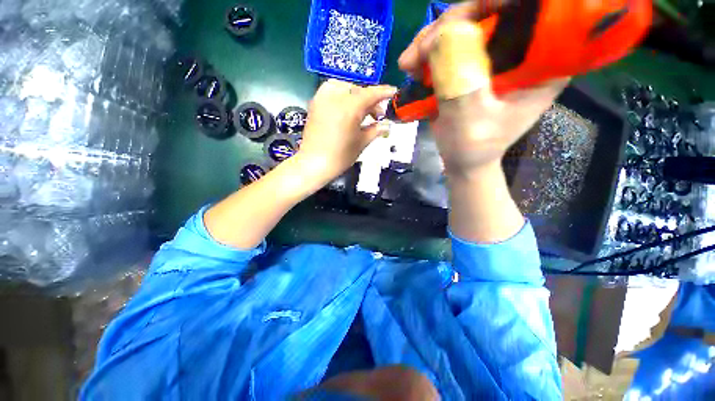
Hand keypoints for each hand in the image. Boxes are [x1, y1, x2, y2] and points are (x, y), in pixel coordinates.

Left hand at [298, 79, 396, 185]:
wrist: (314, 163)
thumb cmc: (340, 156)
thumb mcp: (361, 143)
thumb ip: (375, 130)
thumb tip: (387, 125)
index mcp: (350, 107)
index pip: (371, 94)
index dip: (384, 92)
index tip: (393, 92)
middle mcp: (335, 97)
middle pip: (358, 90)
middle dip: (370, 100)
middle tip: (377, 115)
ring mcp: (323, 98)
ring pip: (344, 87)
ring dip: (355, 95)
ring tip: (360, 110)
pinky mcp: (315, 103)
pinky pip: (331, 91)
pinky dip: (342, 95)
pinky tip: (345, 108)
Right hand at [398, 2, 567, 178]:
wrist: (463, 160)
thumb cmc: (473, 149)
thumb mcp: (470, 122)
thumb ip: (462, 84)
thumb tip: (447, 35)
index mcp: (541, 63)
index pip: (528, 10)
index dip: (493, 6)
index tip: (455, 24)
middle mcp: (524, 50)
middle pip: (490, 12)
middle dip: (449, 26)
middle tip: (417, 53)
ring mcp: (497, 54)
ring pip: (466, 24)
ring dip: (432, 40)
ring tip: (408, 64)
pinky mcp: (475, 62)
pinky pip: (452, 41)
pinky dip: (429, 51)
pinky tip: (413, 67)